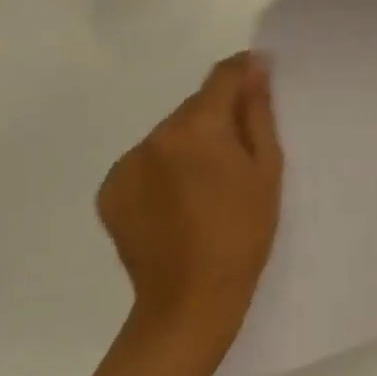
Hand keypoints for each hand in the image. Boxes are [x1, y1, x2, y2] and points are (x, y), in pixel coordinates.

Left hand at [98, 53, 282, 367]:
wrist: (189, 305)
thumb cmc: (241, 234)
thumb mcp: (266, 169)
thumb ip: (258, 112)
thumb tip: (255, 69)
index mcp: (198, 127)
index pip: (223, 75)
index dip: (244, 72)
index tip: (259, 81)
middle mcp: (157, 135)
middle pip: (195, 106)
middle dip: (217, 117)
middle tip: (237, 152)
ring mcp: (128, 162)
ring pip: (170, 133)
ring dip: (189, 142)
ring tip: (205, 183)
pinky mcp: (110, 189)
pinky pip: (146, 159)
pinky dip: (163, 167)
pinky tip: (177, 200)